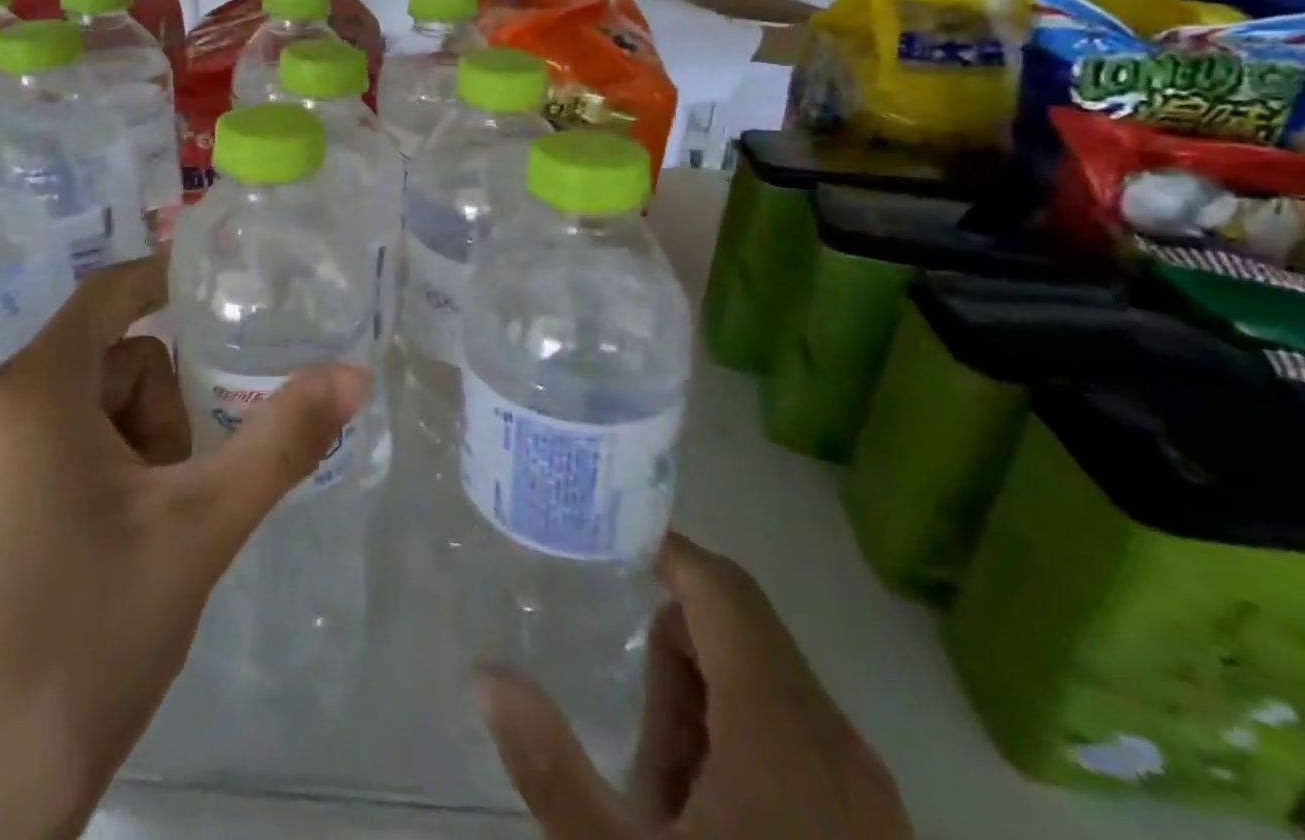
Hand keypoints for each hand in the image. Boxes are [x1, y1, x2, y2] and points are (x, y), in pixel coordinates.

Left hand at [0, 254, 371, 839]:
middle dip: (157, 409)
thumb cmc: (87, 640)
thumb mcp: (202, 527)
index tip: (226, 291)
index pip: (111, 294)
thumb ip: (283, 438)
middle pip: (107, 360)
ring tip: (136, 531)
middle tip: (169, 493)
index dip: (169, 279)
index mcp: (27, 390)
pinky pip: (43, 441)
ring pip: (80, 404)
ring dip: (128, 445)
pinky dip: (90, 467)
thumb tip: (355, 372)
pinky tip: (100, 545)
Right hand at [477, 534, 910, 839]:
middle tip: (632, 728)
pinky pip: (795, 734)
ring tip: (666, 795)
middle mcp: (837, 741)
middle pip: (737, 633)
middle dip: (672, 657)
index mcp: (782, 730)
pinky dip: (741, 743)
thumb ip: (550, 767)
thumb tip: (485, 675)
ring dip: (703, 705)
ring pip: (765, 684)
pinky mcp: (872, 826)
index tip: (607, 545)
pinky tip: (708, 816)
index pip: (723, 590)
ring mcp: (866, 789)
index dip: (668, 552)